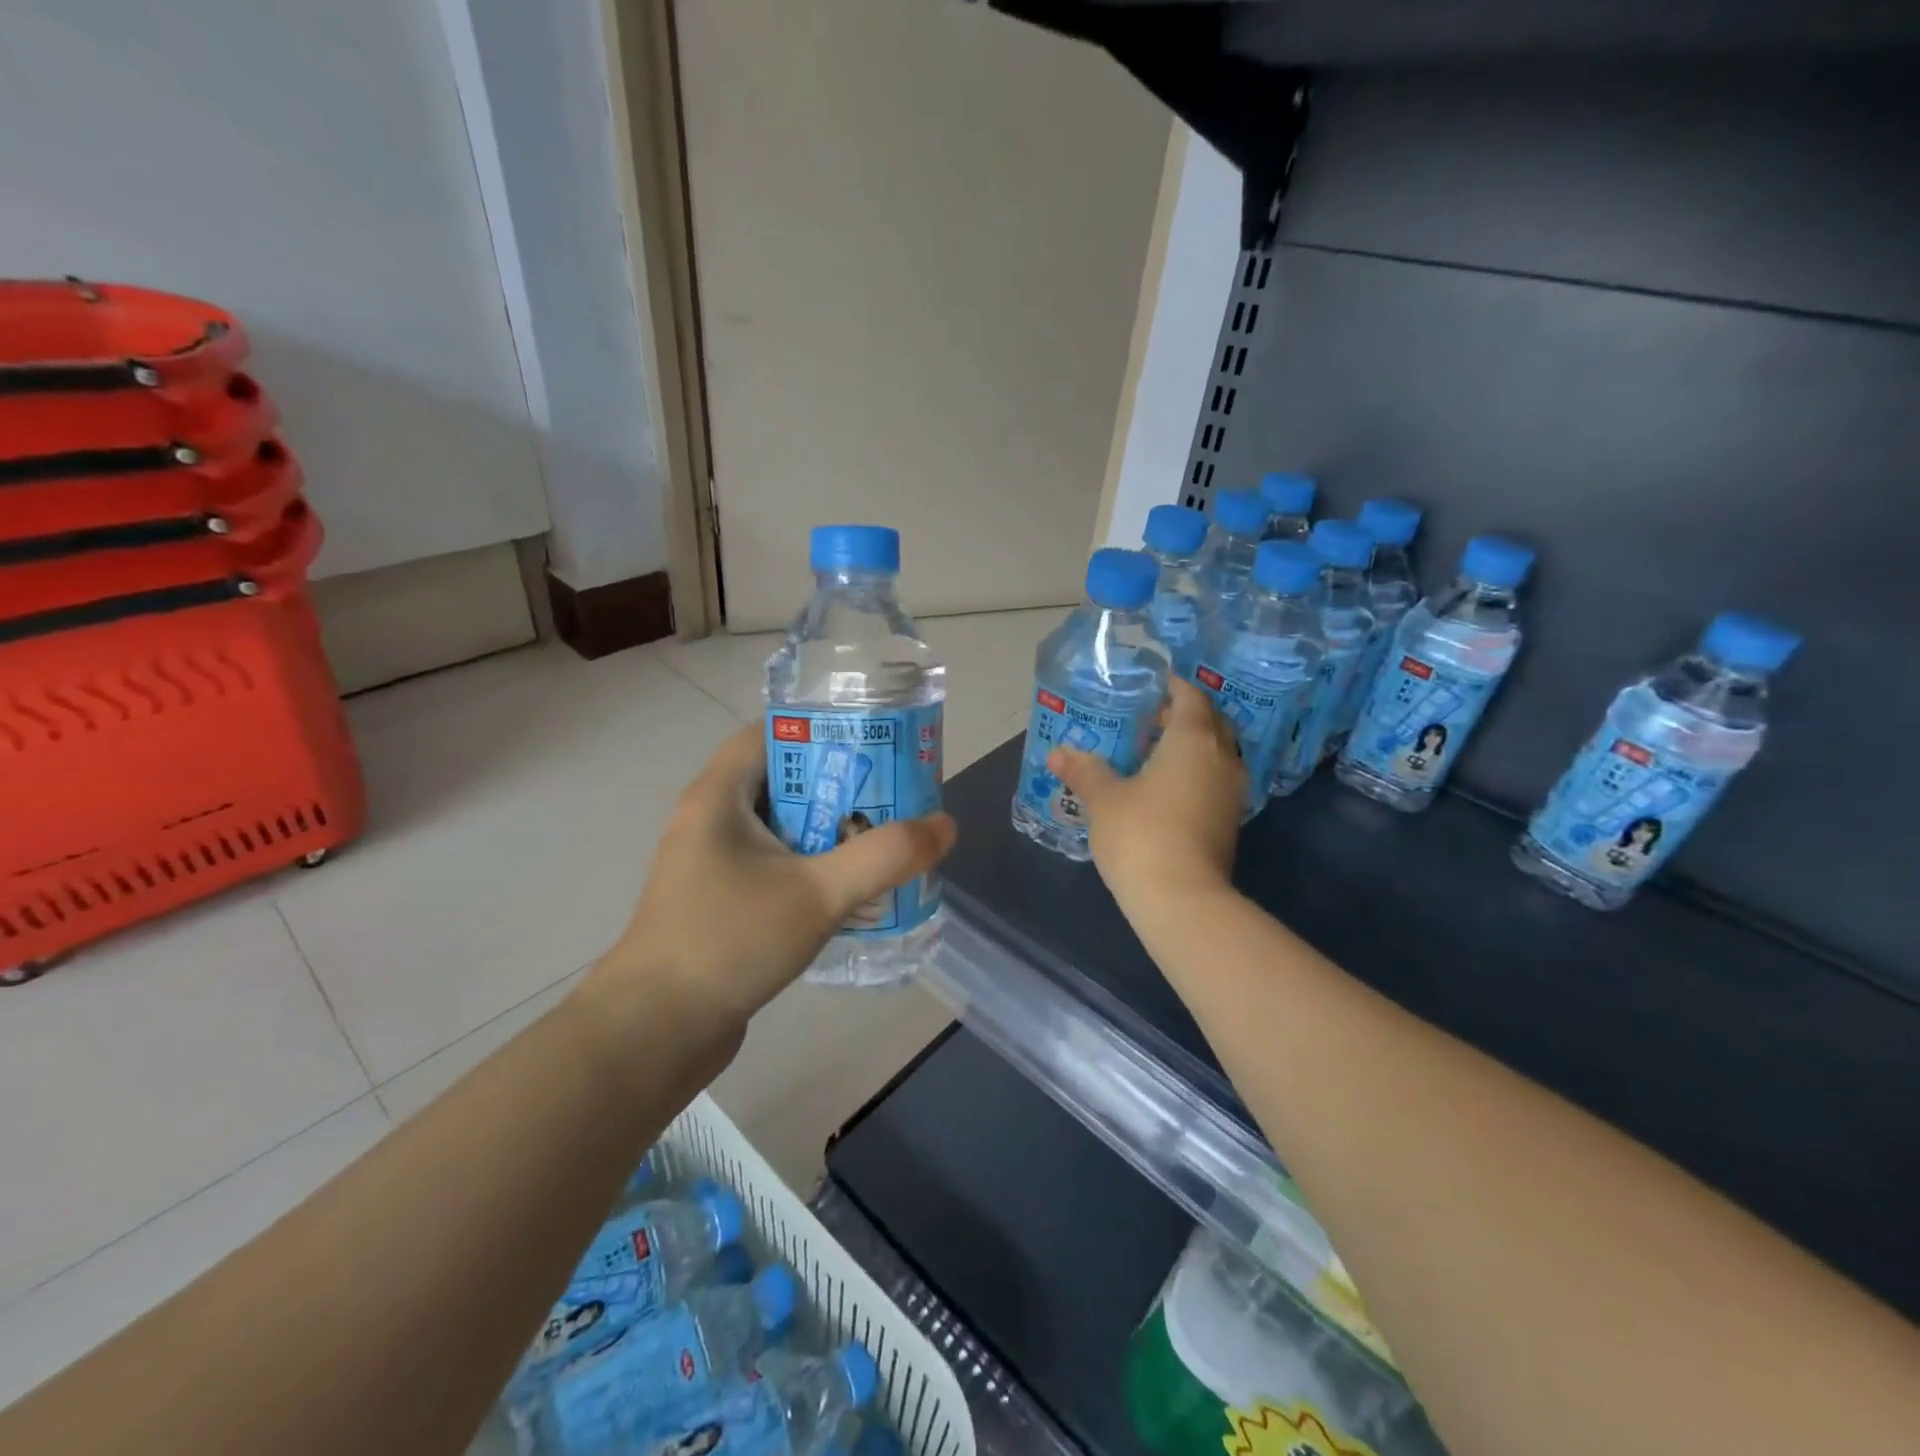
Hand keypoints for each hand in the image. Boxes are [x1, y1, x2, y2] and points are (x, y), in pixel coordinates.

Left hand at [586, 724, 957, 1035]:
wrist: (654, 1032)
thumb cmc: (729, 941)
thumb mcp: (817, 893)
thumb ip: (885, 857)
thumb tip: (944, 825)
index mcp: (719, 795)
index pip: (772, 731)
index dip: (824, 728)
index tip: (875, 744)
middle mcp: (709, 819)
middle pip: (783, 779)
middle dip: (839, 785)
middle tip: (893, 797)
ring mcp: (710, 863)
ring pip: (780, 827)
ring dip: (827, 831)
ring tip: (881, 841)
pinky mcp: (717, 901)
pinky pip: (772, 865)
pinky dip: (808, 867)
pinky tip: (846, 892)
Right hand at [1049, 676, 1243, 907]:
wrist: (1181, 899)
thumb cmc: (1141, 833)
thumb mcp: (1104, 798)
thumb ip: (1084, 770)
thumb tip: (1058, 753)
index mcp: (1193, 739)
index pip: (1190, 697)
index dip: (1171, 686)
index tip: (1148, 685)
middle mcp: (1221, 757)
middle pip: (1209, 721)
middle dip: (1182, 715)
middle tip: (1147, 717)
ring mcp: (1231, 792)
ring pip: (1216, 752)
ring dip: (1190, 745)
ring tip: (1152, 751)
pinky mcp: (1229, 821)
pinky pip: (1215, 779)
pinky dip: (1195, 772)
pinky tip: (1164, 786)